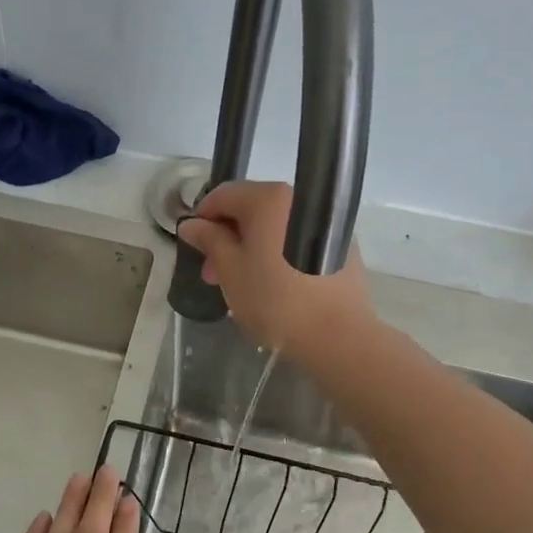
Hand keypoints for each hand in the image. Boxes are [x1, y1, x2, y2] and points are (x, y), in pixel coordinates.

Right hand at [176, 181, 373, 357]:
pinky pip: (297, 241)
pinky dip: (279, 255)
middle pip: (251, 209)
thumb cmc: (275, 300)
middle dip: (227, 238)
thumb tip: (191, 224)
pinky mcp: (341, 246)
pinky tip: (273, 286)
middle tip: (212, 274)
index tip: (194, 246)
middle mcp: (299, 200)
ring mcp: (326, 222)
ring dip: (252, 248)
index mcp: (269, 198)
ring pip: (275, 228)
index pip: (224, 195)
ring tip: (240, 284)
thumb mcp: (230, 270)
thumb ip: (209, 241)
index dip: (202, 218)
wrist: (337, 336)